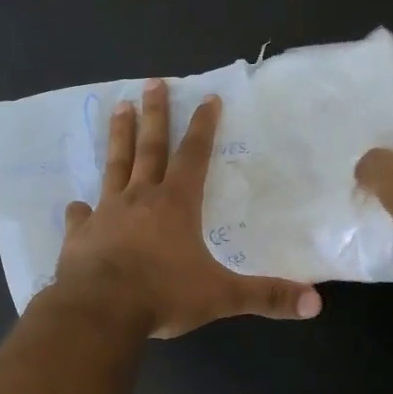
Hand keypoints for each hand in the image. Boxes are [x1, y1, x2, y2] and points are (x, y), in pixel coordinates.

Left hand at [49, 80, 321, 338]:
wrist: (99, 310)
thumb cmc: (162, 296)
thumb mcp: (221, 296)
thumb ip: (266, 296)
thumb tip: (316, 303)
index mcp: (176, 204)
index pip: (194, 156)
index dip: (203, 127)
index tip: (207, 97)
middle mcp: (140, 198)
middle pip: (149, 147)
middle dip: (155, 114)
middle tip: (152, 83)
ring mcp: (105, 213)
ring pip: (114, 166)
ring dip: (118, 137)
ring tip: (119, 108)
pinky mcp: (79, 234)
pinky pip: (80, 215)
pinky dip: (80, 209)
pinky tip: (77, 204)